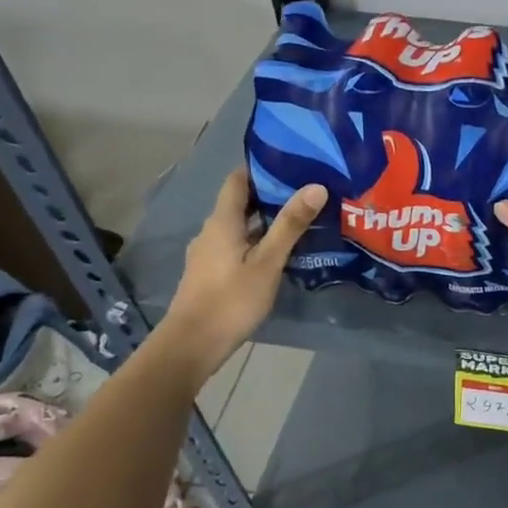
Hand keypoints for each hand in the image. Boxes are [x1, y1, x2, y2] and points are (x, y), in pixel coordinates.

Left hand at [156, 169, 325, 377]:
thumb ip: (290, 225)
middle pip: (240, 203)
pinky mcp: (211, 273)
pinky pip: (236, 245)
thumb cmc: (231, 300)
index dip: (261, 167)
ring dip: (265, 220)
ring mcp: (208, 253)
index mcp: (222, 222)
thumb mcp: (268, 262)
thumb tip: (316, 186)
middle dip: (270, 194)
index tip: (292, 162)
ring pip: (239, 226)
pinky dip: (257, 240)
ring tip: (299, 220)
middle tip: (307, 191)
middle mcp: (211, 231)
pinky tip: (278, 252)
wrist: (192, 344)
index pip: (238, 180)